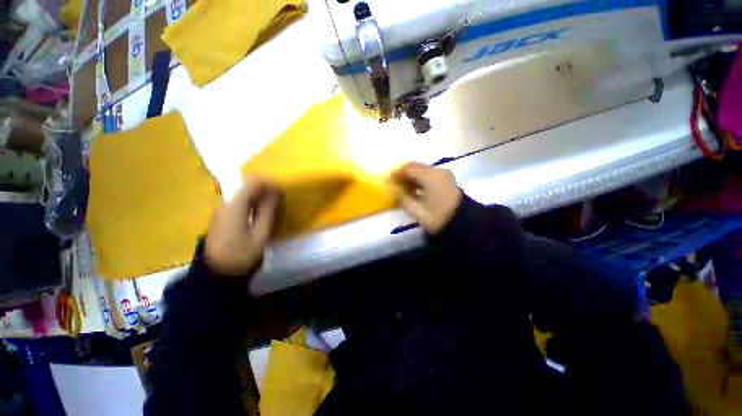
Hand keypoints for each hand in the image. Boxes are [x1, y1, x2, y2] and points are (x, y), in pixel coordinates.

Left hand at [205, 178, 278, 276]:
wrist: (217, 272)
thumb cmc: (241, 254)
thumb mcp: (260, 234)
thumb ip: (268, 210)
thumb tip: (276, 192)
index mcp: (234, 206)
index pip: (252, 182)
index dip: (270, 183)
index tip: (283, 191)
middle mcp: (225, 202)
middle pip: (247, 184)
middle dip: (266, 188)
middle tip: (280, 198)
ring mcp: (222, 208)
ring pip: (244, 191)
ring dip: (260, 195)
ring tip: (274, 204)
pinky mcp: (223, 214)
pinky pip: (240, 200)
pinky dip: (253, 201)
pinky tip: (261, 211)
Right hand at [391, 162, 461, 234]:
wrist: (463, 223)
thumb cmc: (439, 218)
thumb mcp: (418, 212)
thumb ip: (403, 198)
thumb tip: (395, 189)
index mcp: (430, 178)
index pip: (408, 170)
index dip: (396, 174)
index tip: (387, 180)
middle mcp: (437, 171)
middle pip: (415, 166)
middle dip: (403, 172)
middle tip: (394, 182)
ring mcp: (443, 173)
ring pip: (422, 168)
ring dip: (411, 175)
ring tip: (403, 186)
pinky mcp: (446, 178)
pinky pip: (428, 173)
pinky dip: (419, 177)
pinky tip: (414, 187)